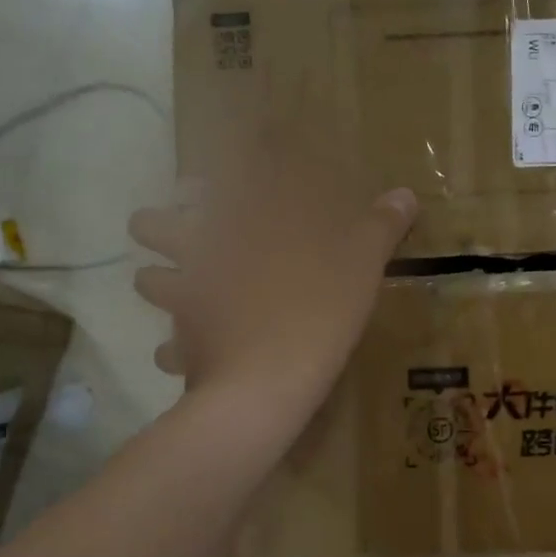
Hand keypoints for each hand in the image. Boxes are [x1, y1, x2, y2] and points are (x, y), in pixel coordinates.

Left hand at [129, 159, 415, 424]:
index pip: (214, 180)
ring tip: (179, 290)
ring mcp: (185, 299)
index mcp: (241, 223)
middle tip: (181, 232)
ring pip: (149, 281)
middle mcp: (201, 252)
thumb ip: (380, 228)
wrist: (269, 382)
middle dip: (159, 225)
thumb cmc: (317, 311)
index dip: (209, 173)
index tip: (210, 174)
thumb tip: (406, 194)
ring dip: (159, 282)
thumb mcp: (362, 265)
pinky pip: (168, 347)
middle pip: (153, 225)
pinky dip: (177, 350)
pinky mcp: (183, 344)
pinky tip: (191, 356)